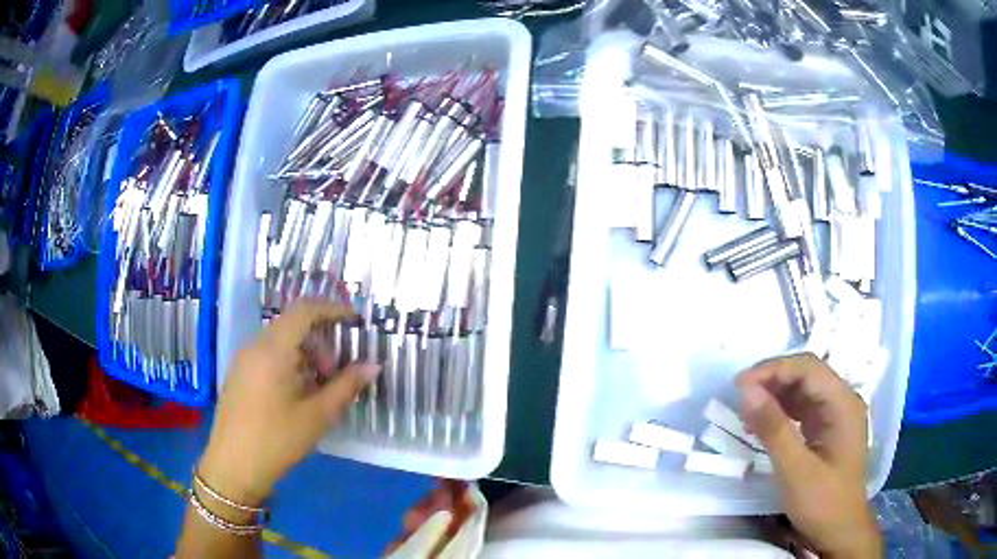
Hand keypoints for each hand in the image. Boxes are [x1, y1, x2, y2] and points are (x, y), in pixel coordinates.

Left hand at [198, 301, 379, 504]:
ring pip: (280, 341)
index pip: (304, 310)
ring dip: (305, 354)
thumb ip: (346, 386)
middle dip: (320, 341)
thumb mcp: (317, 416)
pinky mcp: (238, 375)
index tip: (355, 319)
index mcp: (273, 350)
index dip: (332, 308)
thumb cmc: (277, 441)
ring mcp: (243, 360)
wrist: (233, 467)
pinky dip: (289, 363)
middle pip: (292, 325)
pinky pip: (267, 355)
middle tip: (336, 373)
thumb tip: (373, 365)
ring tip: (318, 389)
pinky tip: (296, 395)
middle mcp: (255, 346)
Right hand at [737, 353, 881, 558]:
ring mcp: (836, 415)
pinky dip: (781, 411)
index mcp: (843, 403)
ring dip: (775, 395)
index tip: (739, 385)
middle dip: (772, 380)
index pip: (808, 368)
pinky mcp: (827, 429)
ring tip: (747, 412)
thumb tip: (746, 390)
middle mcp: (842, 401)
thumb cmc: (822, 502)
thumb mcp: (795, 469)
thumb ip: (773, 428)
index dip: (773, 369)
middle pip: (806, 374)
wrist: (839, 531)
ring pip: (803, 389)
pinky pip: (803, 408)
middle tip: (739, 397)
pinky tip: (763, 424)